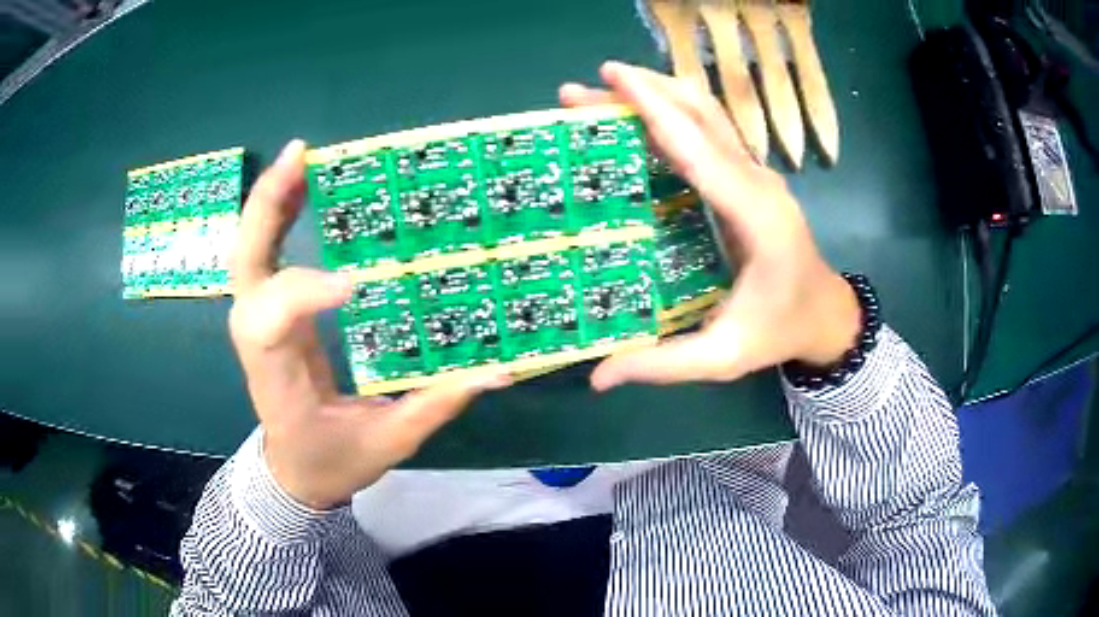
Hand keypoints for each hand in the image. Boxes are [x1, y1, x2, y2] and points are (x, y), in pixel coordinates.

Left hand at [229, 140, 509, 509]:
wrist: (293, 471)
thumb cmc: (332, 460)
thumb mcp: (388, 443)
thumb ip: (438, 403)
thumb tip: (501, 370)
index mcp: (278, 378)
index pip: (274, 323)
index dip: (302, 294)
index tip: (354, 285)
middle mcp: (258, 338)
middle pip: (246, 264)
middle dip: (267, 209)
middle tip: (300, 157)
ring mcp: (257, 319)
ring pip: (248, 250)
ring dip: (271, 200)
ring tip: (301, 156)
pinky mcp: (269, 310)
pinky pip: (264, 255)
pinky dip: (277, 215)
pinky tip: (302, 186)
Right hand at [560, 62, 860, 389]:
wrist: (825, 312)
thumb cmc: (779, 330)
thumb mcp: (723, 357)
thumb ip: (663, 365)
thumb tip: (597, 377)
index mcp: (756, 217)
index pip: (701, 150)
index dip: (656, 110)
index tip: (613, 81)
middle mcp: (757, 181)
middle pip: (700, 114)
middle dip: (641, 91)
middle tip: (580, 91)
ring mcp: (756, 173)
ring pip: (705, 114)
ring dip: (655, 95)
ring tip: (601, 95)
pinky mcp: (748, 176)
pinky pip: (708, 132)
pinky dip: (669, 116)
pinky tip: (636, 120)